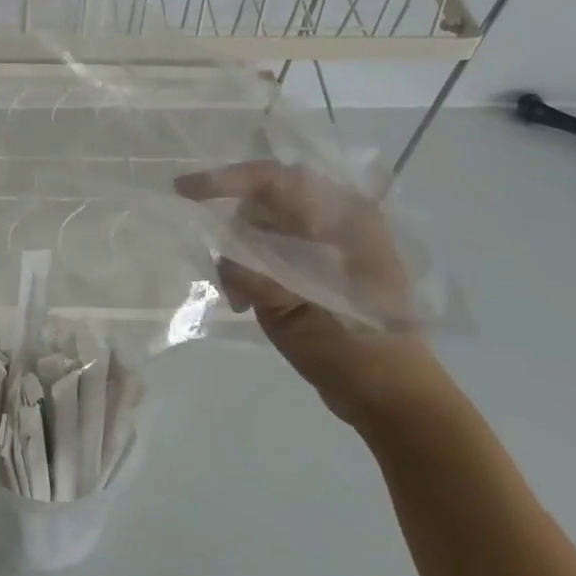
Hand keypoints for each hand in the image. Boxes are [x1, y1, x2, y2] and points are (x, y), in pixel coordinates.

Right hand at [175, 162, 451, 430]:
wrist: (392, 396)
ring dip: (240, 258)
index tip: (183, 190)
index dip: (226, 179)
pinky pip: (265, 256)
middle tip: (224, 272)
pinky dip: (247, 273)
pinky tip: (245, 302)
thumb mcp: (299, 309)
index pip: (276, 180)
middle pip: (262, 204)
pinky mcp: (312, 272)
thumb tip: (223, 258)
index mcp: (343, 218)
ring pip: (258, 231)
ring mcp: (323, 249)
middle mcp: (333, 223)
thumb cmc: (357, 347)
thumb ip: (258, 275)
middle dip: (234, 232)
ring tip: (239, 297)